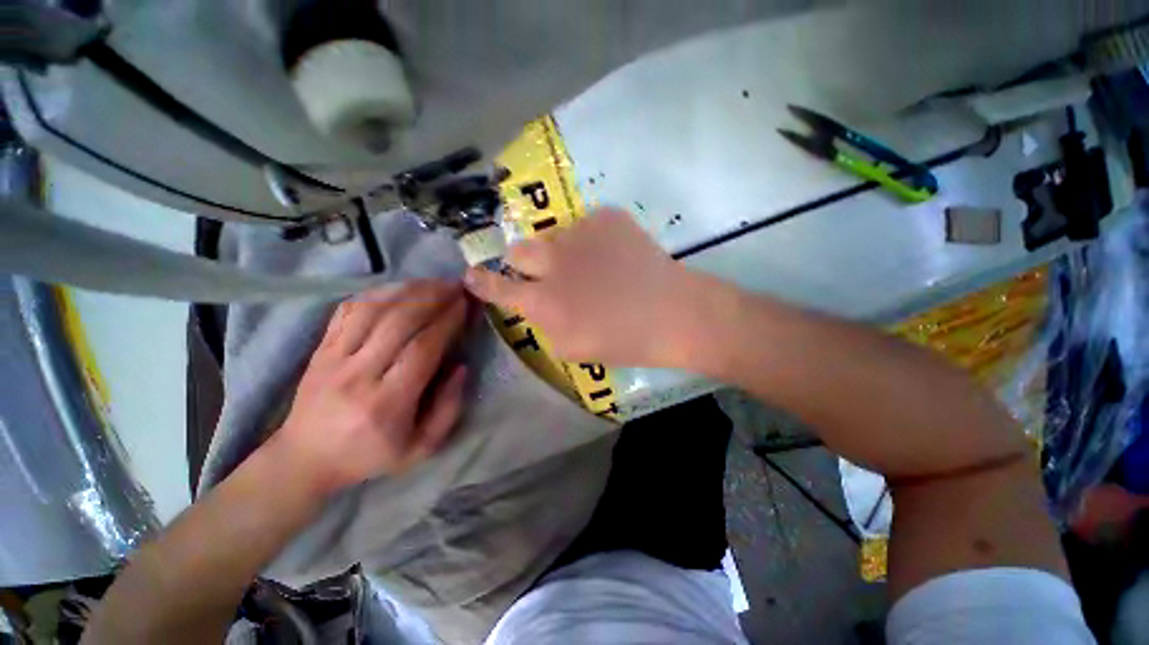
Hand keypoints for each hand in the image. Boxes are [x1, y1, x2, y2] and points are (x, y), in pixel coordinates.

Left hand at [274, 280, 470, 495]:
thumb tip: (461, 366)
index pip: (422, 349)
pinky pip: (348, 310)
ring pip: (373, 310)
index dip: (447, 321)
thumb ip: (448, 408)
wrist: (304, 459)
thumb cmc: (369, 456)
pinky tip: (400, 288)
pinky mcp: (320, 349)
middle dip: (433, 297)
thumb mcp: (421, 447)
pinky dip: (377, 294)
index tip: (466, 304)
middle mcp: (357, 375)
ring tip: (434, 282)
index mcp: (386, 403)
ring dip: (408, 290)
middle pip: (398, 322)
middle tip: (457, 285)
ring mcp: (333, 358)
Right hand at [464, 207, 704, 366]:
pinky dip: (594, 239)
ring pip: (554, 235)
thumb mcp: (572, 348)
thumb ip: (544, 322)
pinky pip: (587, 224)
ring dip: (563, 251)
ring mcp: (580, 232)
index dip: (483, 281)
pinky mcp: (607, 216)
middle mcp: (553, 260)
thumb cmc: (623, 340)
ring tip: (594, 266)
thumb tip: (534, 302)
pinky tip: (615, 255)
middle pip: (519, 249)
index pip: (499, 287)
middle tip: (551, 274)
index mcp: (544, 300)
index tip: (470, 274)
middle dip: (526, 262)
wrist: (673, 313)